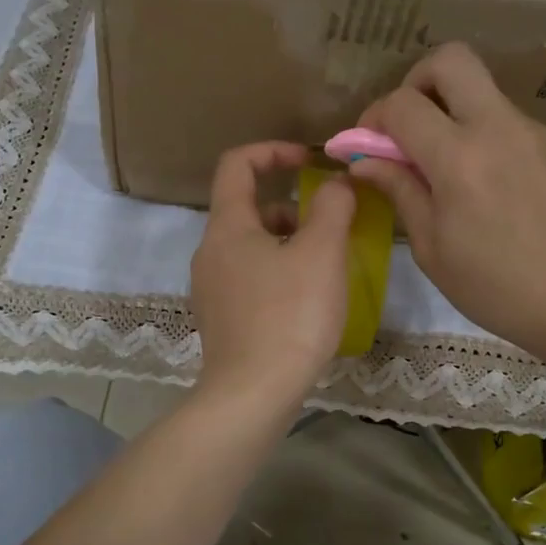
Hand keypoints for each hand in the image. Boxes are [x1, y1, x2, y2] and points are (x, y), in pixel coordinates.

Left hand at [190, 142, 356, 418]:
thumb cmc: (289, 315)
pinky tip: (306, 302)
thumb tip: (335, 182)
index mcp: (227, 226)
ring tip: (324, 268)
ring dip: (287, 243)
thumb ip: (332, 207)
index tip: (309, 161)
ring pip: (250, 247)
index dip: (273, 150)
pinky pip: (249, 278)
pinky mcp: (220, 319)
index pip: (237, 164)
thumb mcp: (321, 253)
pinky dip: (277, 273)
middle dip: (291, 208)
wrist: (251, 394)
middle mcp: (210, 252)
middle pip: (247, 209)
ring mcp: (210, 288)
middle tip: (329, 228)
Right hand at [348, 44, 545, 363]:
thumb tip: (364, 161)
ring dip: (454, 114)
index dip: (373, 118)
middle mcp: (498, 128)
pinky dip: (486, 139)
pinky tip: (492, 190)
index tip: (367, 147)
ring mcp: (535, 132)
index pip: (401, 103)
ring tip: (451, 172)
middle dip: (417, 82)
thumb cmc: (499, 288)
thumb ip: (400, 192)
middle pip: (451, 60)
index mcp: (458, 157)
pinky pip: (510, 124)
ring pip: (483, 93)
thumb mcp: (433, 249)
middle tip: (410, 127)